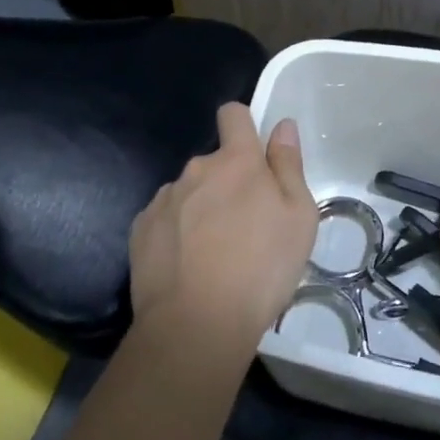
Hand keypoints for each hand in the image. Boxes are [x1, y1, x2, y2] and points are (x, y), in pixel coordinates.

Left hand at [129, 104, 317, 358]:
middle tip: (245, 226)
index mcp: (236, 161)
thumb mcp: (298, 218)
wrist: (196, 325)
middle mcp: (196, 169)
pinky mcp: (141, 229)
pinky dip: (176, 233)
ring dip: (201, 209)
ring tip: (214, 254)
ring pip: (189, 192)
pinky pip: (165, 219)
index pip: (233, 114)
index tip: (253, 152)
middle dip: (228, 183)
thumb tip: (281, 125)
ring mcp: (164, 199)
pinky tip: (187, 266)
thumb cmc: (261, 269)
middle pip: (214, 162)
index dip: (242, 124)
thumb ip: (288, 166)